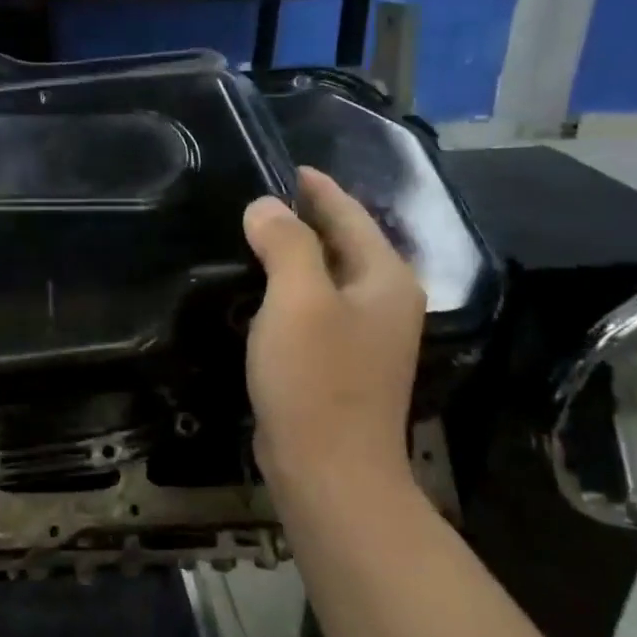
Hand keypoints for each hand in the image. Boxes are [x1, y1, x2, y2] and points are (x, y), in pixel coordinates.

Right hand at [242, 167, 426, 488]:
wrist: (328, 471)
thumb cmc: (316, 378)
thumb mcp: (298, 299)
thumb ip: (286, 242)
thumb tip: (265, 207)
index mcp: (385, 278)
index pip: (350, 215)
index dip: (318, 188)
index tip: (283, 165)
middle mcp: (384, 302)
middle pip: (342, 243)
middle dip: (304, 217)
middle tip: (257, 196)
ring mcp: (365, 337)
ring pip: (325, 277)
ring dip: (293, 253)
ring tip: (251, 232)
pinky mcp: (340, 363)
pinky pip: (313, 308)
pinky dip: (288, 288)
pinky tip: (257, 286)